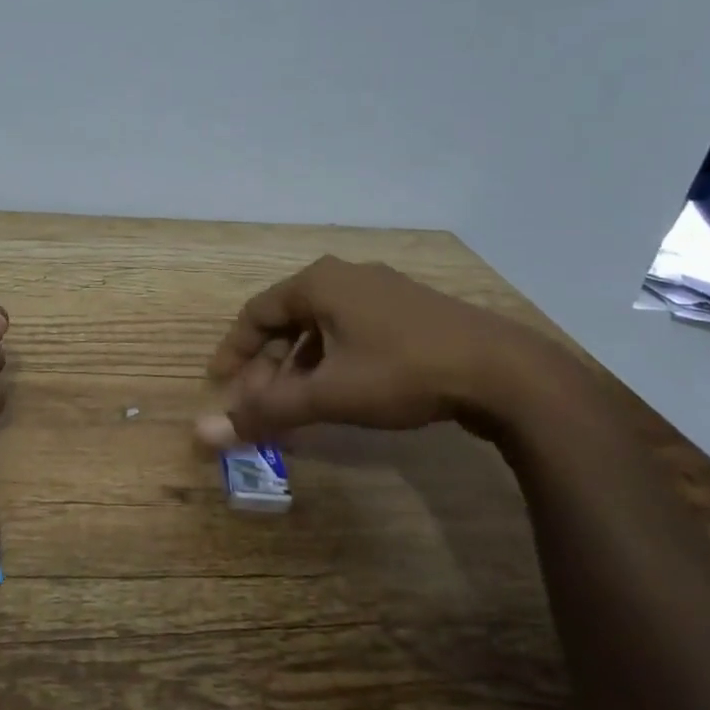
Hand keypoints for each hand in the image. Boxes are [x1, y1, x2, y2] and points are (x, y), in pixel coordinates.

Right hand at [196, 255, 539, 446]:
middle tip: (260, 405)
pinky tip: (340, 391)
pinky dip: (332, 360)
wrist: (505, 371)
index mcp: (318, 283)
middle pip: (288, 320)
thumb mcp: (328, 395)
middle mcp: (345, 277)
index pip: (256, 313)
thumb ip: (267, 411)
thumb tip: (205, 432)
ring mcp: (382, 290)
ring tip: (297, 404)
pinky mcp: (411, 310)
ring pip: (321, 327)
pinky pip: (352, 330)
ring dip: (300, 366)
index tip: (220, 384)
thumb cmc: (402, 372)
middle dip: (269, 366)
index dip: (234, 351)